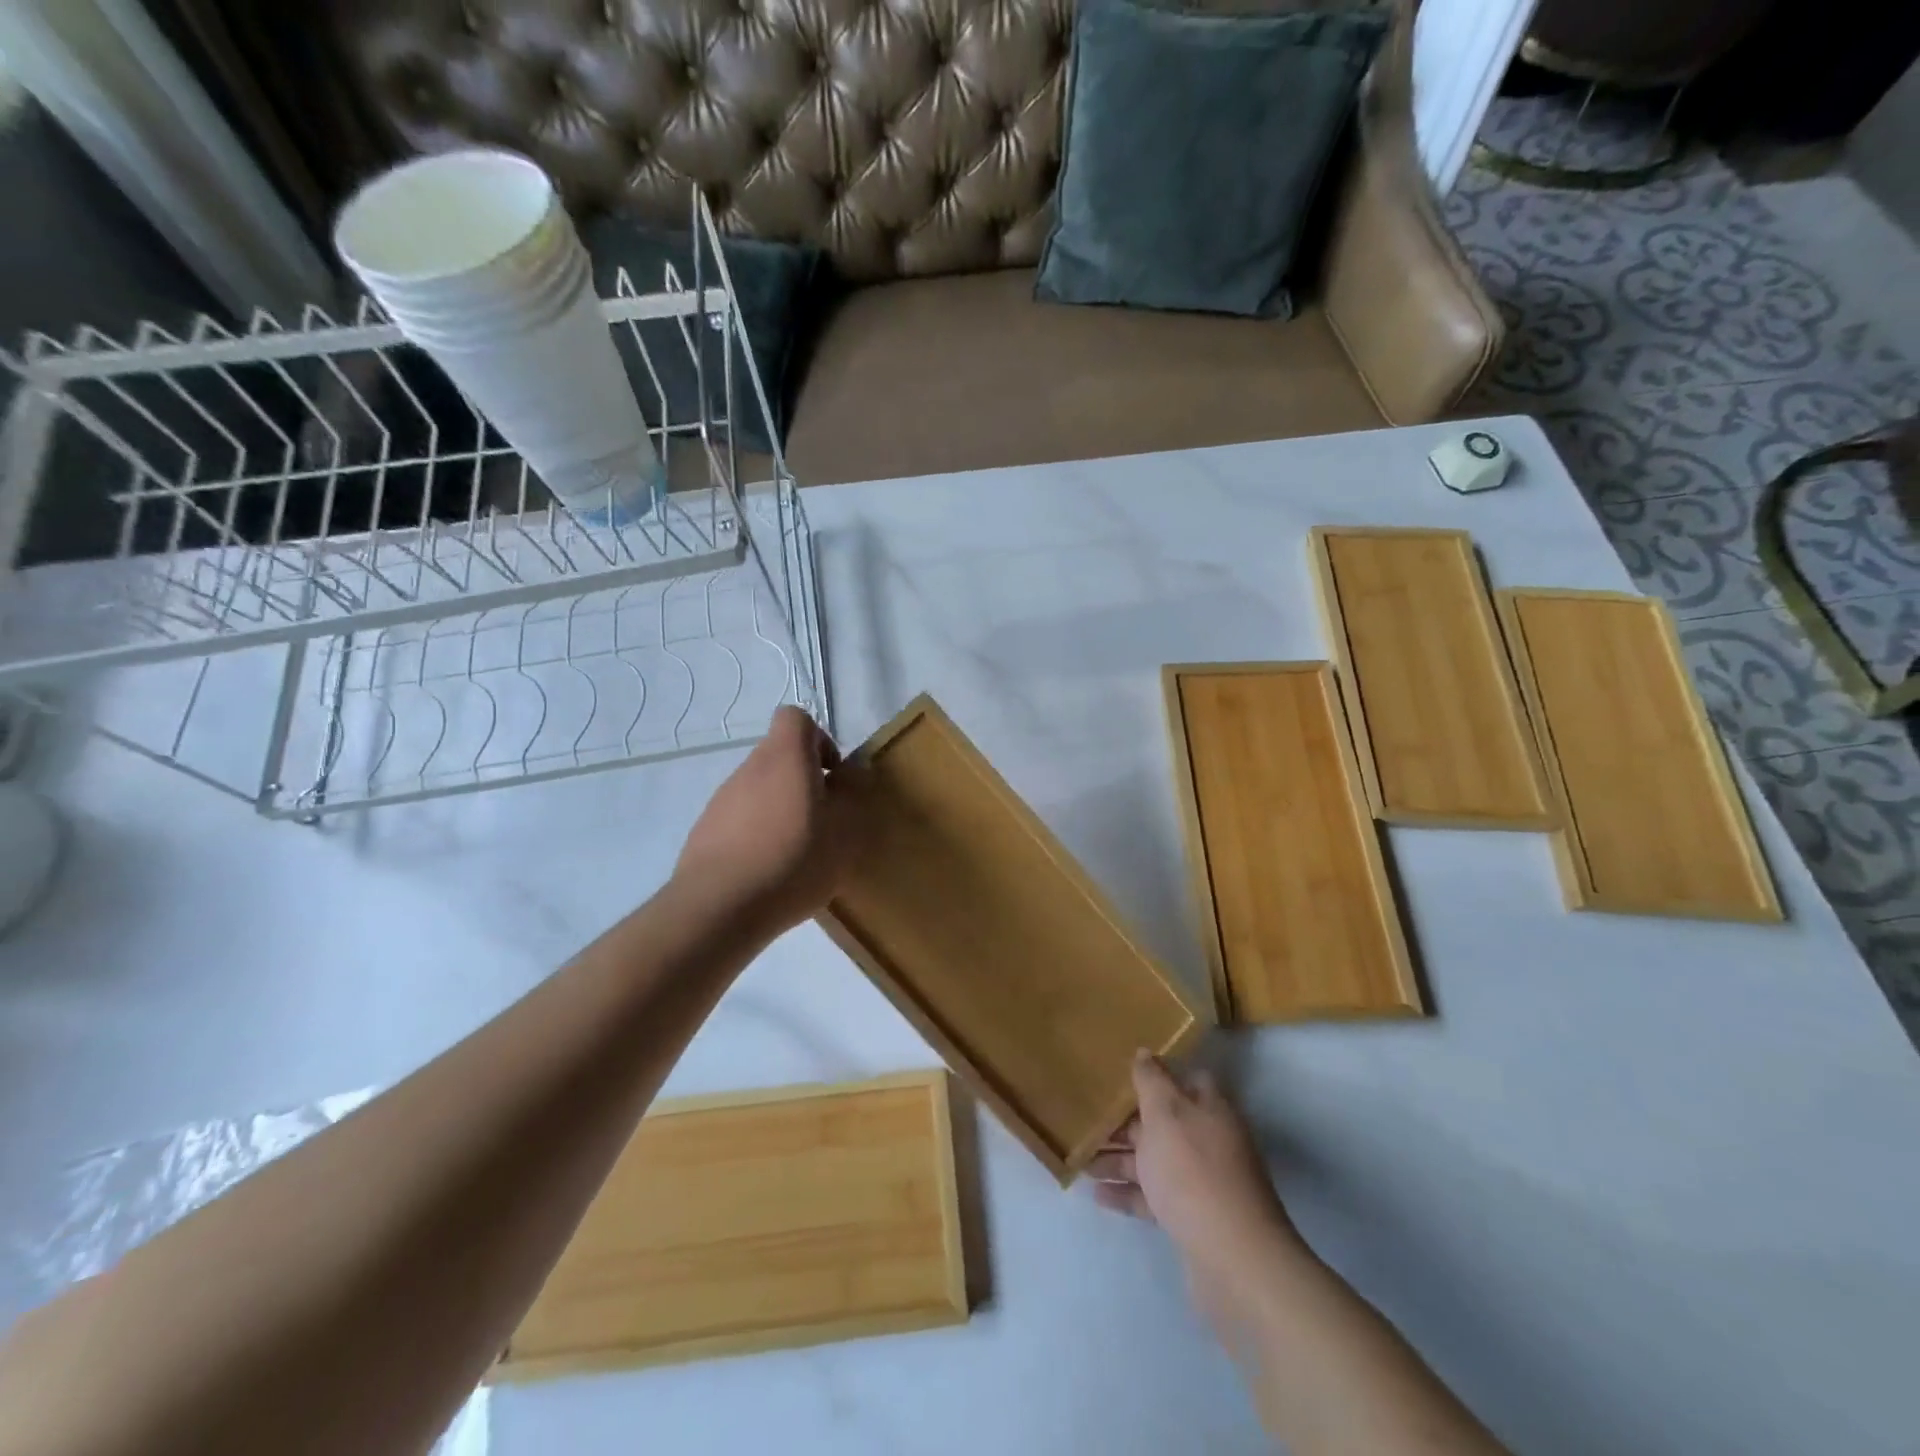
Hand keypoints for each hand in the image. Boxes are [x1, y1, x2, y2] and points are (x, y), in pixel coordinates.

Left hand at [674, 706, 859, 934]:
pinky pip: (740, 820)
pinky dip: (757, 835)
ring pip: (760, 790)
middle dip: (804, 782)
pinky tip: (768, 872)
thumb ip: (854, 795)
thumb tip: (854, 772)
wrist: (718, 907)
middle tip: (823, 821)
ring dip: (781, 810)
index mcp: (785, 757)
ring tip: (797, 854)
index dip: (819, 739)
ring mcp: (722, 799)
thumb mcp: (845, 831)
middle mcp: (749, 768)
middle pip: (779, 756)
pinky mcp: (705, 831)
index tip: (832, 776)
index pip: (796, 718)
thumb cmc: (793, 860)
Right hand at [1091, 1052, 1300, 1284]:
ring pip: (1154, 1161)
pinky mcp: (1191, 1219)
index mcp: (1208, 1109)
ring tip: (1081, 1160)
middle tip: (1086, 1118)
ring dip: (1119, 1159)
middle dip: (1125, 1121)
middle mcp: (1208, 1140)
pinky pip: (1153, 1198)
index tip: (1118, 1073)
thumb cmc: (1194, 1172)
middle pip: (1163, 1122)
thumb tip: (1143, 1053)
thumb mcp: (1166, 1113)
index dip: (1153, 1074)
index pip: (1183, 1079)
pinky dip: (1127, 1193)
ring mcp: (1201, 1182)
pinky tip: (1097, 1194)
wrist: (1234, 1262)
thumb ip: (1151, 1081)